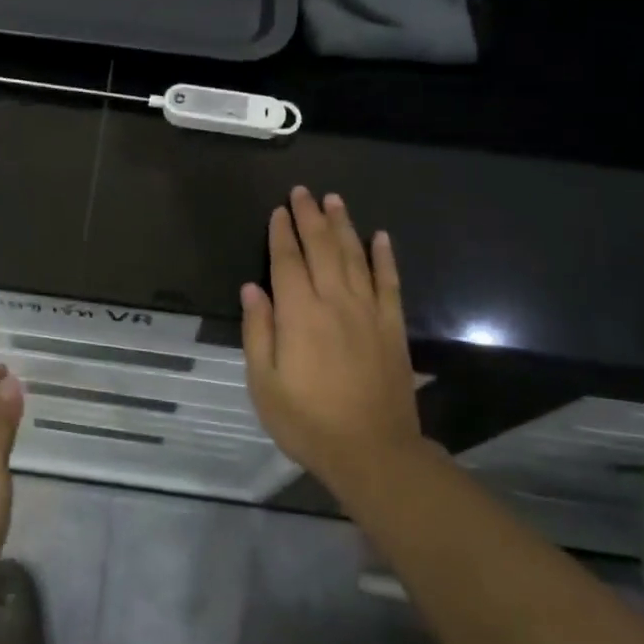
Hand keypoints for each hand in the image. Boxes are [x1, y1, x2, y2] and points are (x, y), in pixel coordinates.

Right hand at [241, 188, 423, 495]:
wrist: (373, 451)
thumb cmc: (307, 421)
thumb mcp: (264, 383)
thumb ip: (258, 332)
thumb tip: (252, 288)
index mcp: (299, 315)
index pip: (287, 262)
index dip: (281, 233)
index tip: (278, 210)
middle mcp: (334, 302)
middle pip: (322, 249)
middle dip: (310, 217)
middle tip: (303, 191)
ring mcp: (368, 312)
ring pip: (355, 257)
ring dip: (344, 226)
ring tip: (335, 200)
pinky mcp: (392, 327)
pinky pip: (390, 283)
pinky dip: (385, 257)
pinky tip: (381, 237)